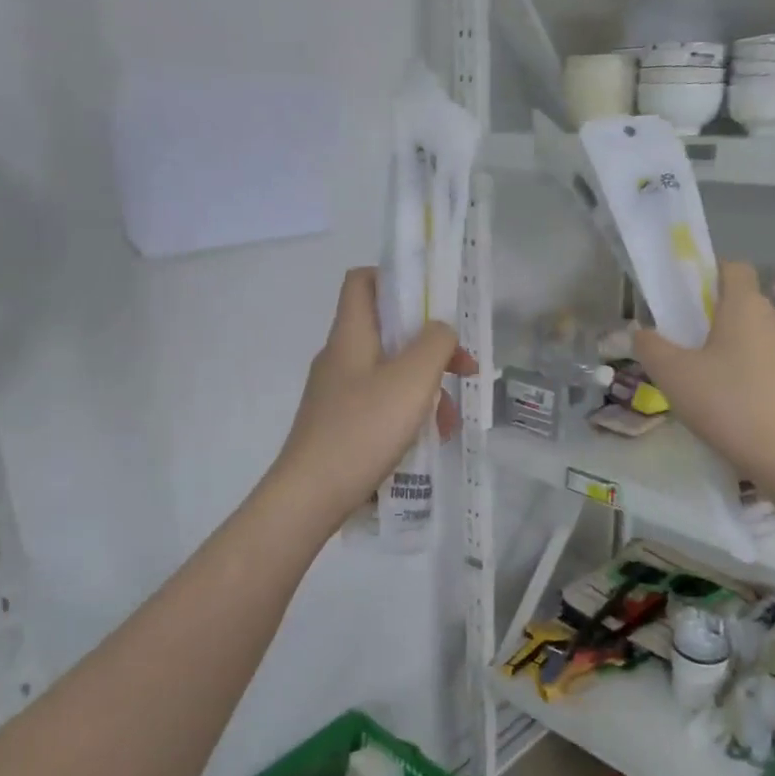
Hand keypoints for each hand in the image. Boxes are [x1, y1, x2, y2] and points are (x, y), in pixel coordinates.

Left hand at [272, 268, 474, 525]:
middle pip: (388, 332)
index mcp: (350, 336)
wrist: (311, 497)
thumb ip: (435, 344)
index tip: (434, 303)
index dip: (397, 278)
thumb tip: (441, 330)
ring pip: (390, 373)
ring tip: (449, 423)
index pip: (363, 281)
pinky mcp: (340, 425)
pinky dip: (408, 414)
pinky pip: (381, 405)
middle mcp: (340, 358)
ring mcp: (338, 394)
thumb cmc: (363, 430)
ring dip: (426, 389)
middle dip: (431, 349)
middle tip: (463, 370)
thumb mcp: (411, 380)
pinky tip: (428, 442)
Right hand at [633, 260, 774, 483]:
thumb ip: (650, 347)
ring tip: (708, 383)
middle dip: (713, 318)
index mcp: (745, 306)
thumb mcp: (672, 375)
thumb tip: (640, 331)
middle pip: (741, 304)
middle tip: (685, 349)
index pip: (732, 267)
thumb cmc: (727, 404)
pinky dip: (750, 373)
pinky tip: (734, 405)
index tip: (685, 301)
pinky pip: (769, 363)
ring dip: (732, 348)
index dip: (708, 274)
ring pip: (756, 336)